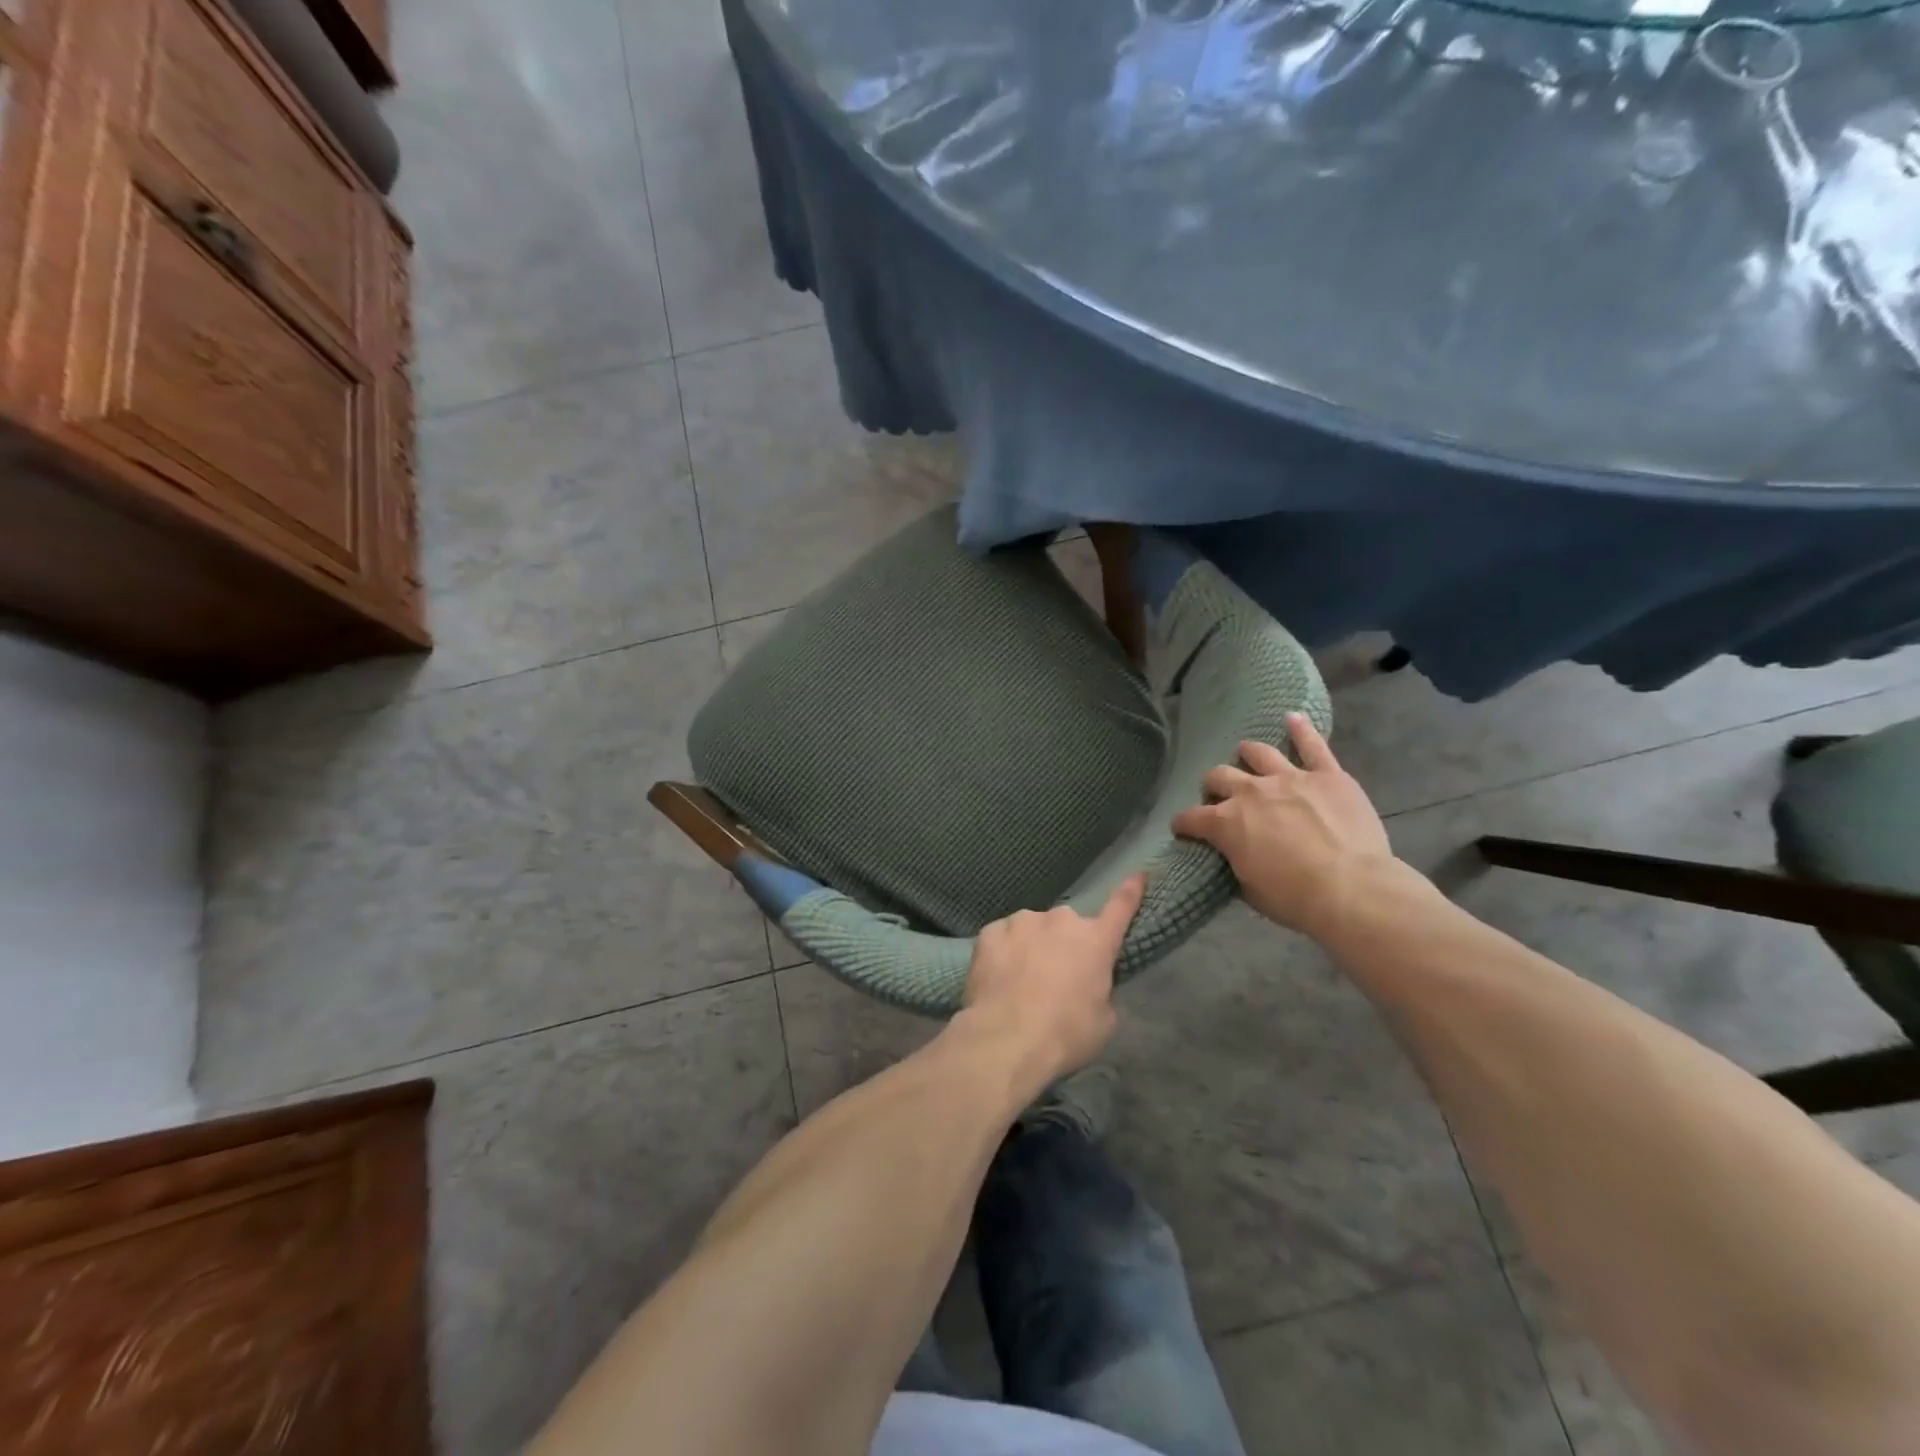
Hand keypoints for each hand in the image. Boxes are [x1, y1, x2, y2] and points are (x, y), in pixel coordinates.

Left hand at [960, 874, 1146, 1082]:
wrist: (1007, 1040)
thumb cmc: (1066, 1034)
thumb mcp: (1103, 1021)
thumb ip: (1100, 990)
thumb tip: (1089, 985)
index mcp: (1095, 940)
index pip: (1121, 907)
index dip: (1131, 891)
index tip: (1138, 873)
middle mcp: (1061, 921)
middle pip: (1067, 926)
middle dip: (1064, 944)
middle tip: (1055, 977)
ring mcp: (1023, 922)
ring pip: (1032, 928)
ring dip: (1032, 945)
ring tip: (1021, 980)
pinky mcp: (990, 932)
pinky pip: (1002, 937)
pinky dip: (1003, 951)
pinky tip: (998, 976)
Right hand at [1173, 714, 1397, 941]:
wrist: (1352, 889)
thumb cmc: (1296, 898)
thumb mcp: (1250, 890)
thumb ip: (1236, 863)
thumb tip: (1235, 855)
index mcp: (1226, 823)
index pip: (1191, 818)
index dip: (1184, 824)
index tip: (1183, 829)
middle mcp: (1250, 792)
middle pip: (1219, 776)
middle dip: (1213, 786)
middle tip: (1220, 797)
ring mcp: (1289, 778)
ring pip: (1258, 754)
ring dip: (1248, 754)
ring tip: (1246, 755)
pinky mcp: (1327, 775)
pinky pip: (1313, 746)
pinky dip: (1302, 729)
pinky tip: (1293, 717)